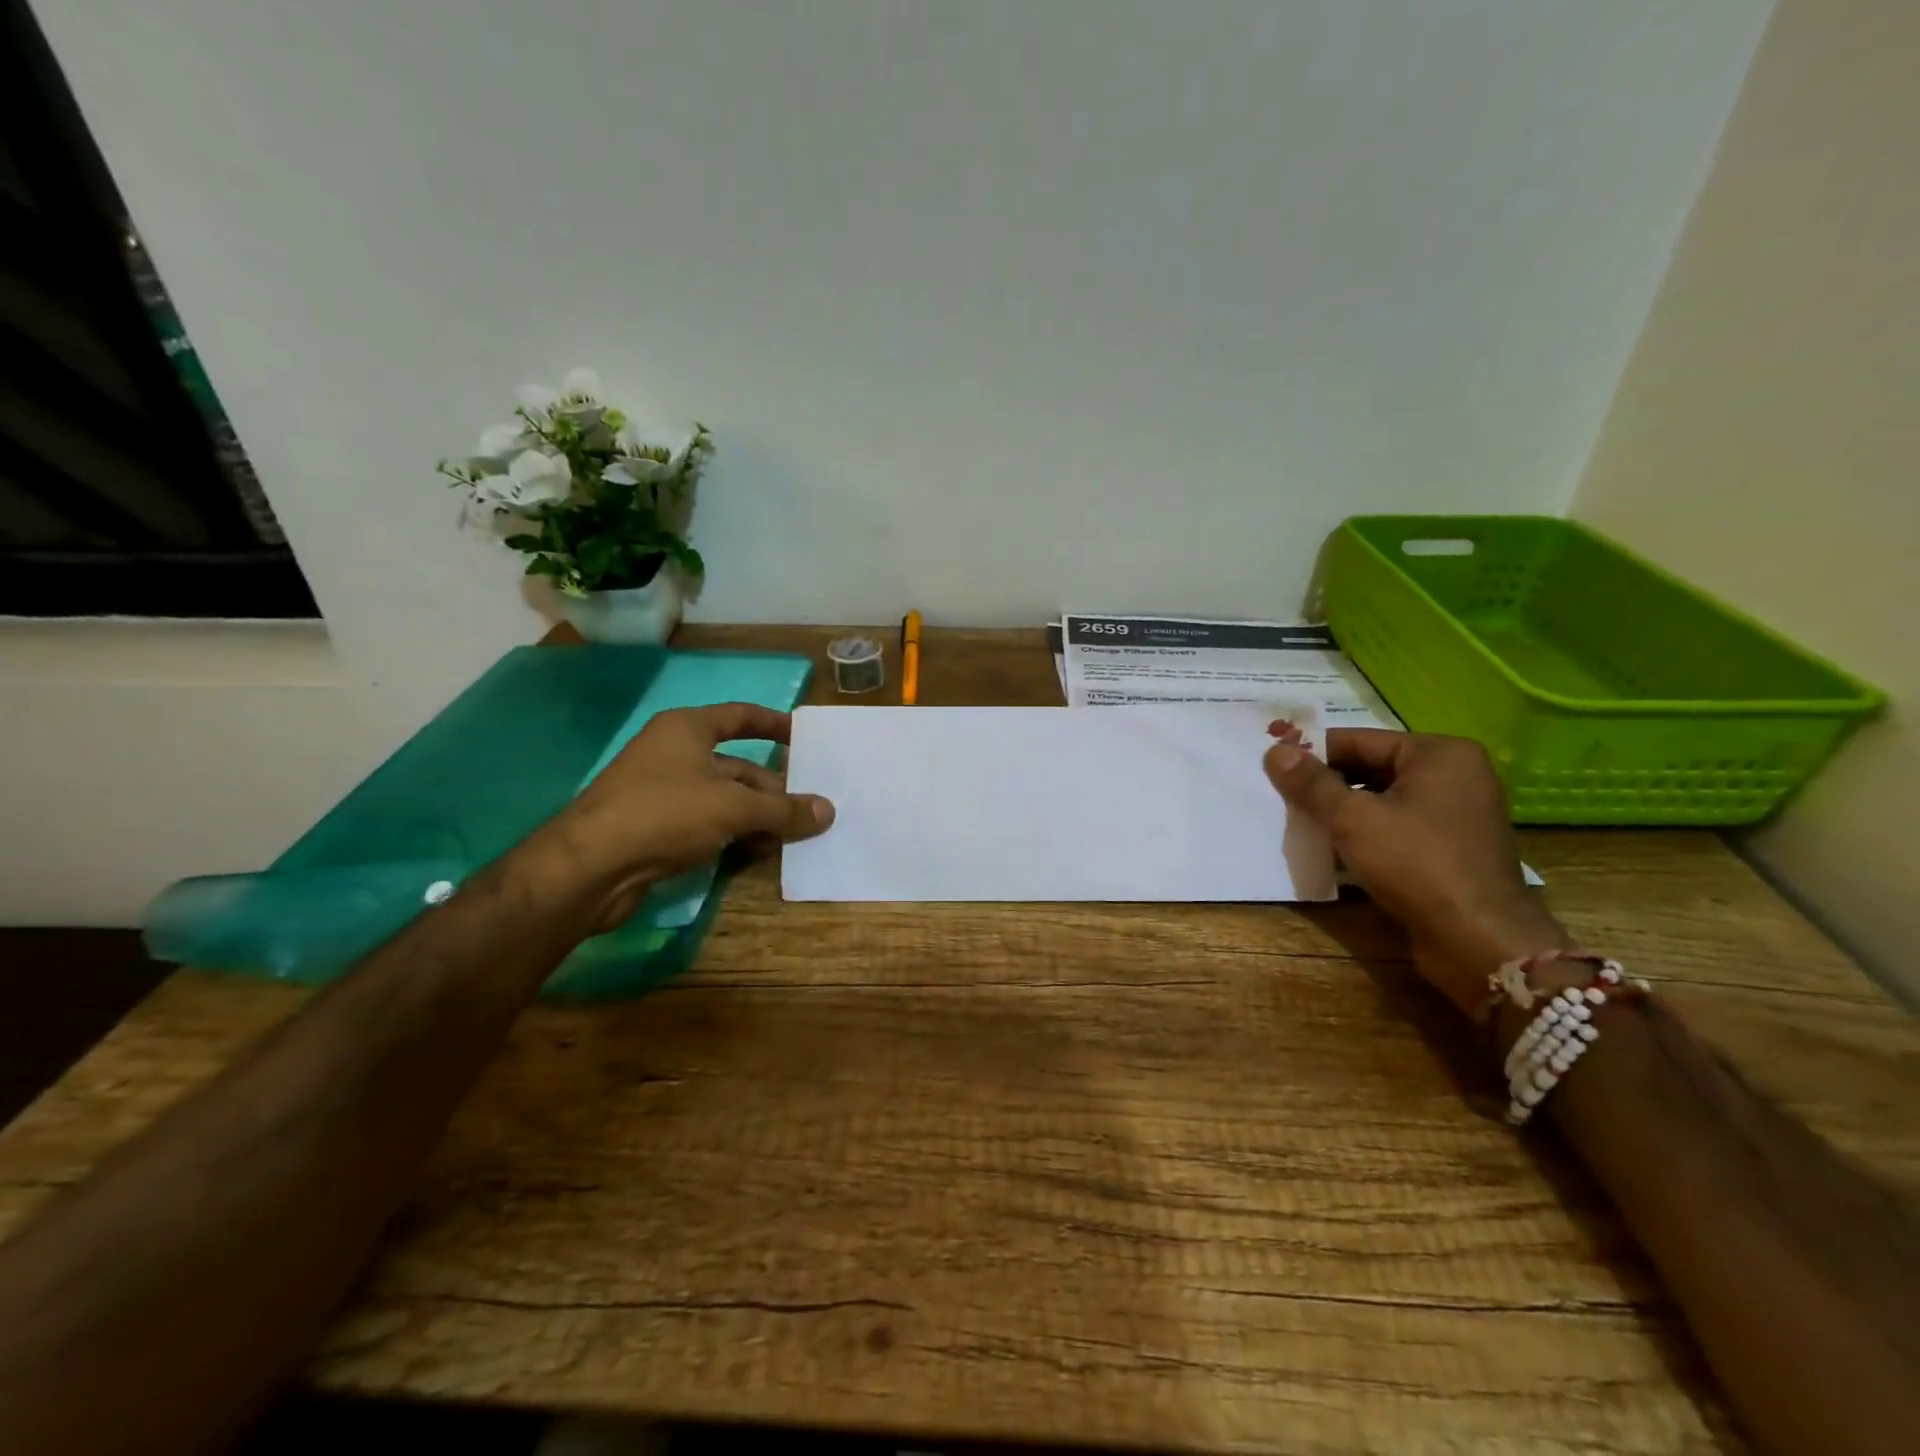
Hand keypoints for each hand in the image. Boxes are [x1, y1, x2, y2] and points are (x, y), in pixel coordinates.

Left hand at [542, 703, 834, 931]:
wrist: (589, 867)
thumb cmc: (665, 813)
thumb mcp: (733, 808)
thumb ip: (783, 809)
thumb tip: (828, 810)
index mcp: (687, 730)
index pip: (740, 716)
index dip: (774, 724)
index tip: (804, 738)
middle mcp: (674, 754)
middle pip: (737, 765)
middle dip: (773, 788)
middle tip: (808, 809)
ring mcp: (662, 793)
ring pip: (724, 799)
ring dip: (757, 817)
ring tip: (792, 837)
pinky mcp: (656, 828)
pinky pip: (707, 824)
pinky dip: (733, 835)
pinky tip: (758, 854)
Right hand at [1264, 729, 1569, 1014]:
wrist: (1478, 940)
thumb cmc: (1416, 863)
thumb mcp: (1352, 818)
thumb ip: (1311, 782)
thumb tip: (1274, 750)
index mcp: (1439, 753)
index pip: (1358, 740)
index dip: (1312, 754)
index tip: (1273, 768)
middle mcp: (1454, 775)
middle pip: (1371, 768)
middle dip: (1326, 785)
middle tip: (1281, 798)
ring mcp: (1456, 813)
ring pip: (1381, 799)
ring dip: (1341, 811)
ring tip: (1300, 823)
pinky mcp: (1451, 848)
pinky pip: (1397, 826)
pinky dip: (1365, 833)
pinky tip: (1331, 848)